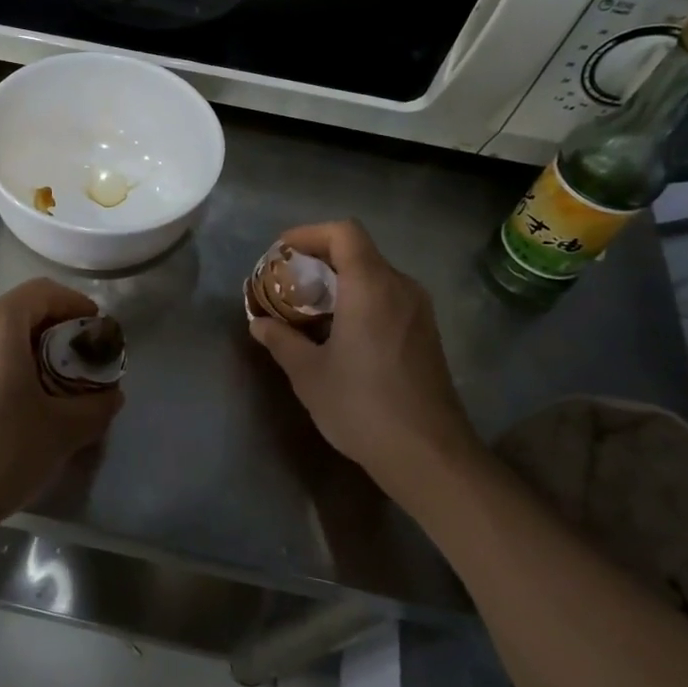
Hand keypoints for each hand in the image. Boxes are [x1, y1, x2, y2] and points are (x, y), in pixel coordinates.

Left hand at [0, 279, 123, 524]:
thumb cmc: (0, 455)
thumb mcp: (62, 431)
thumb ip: (96, 406)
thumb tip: (110, 395)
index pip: (42, 292)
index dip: (74, 304)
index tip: (93, 329)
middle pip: (13, 312)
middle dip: (48, 331)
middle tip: (71, 363)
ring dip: (17, 349)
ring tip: (37, 385)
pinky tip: (0, 402)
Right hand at [248, 220, 478, 478]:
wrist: (428, 453)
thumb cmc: (362, 406)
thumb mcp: (308, 374)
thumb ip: (281, 340)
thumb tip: (259, 323)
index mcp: (371, 287)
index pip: (343, 233)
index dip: (309, 233)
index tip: (281, 252)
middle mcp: (400, 288)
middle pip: (358, 251)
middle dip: (318, 260)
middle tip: (287, 284)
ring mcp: (419, 311)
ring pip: (374, 275)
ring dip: (339, 282)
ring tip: (307, 310)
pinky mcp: (426, 333)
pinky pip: (388, 298)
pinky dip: (359, 300)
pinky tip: (339, 334)